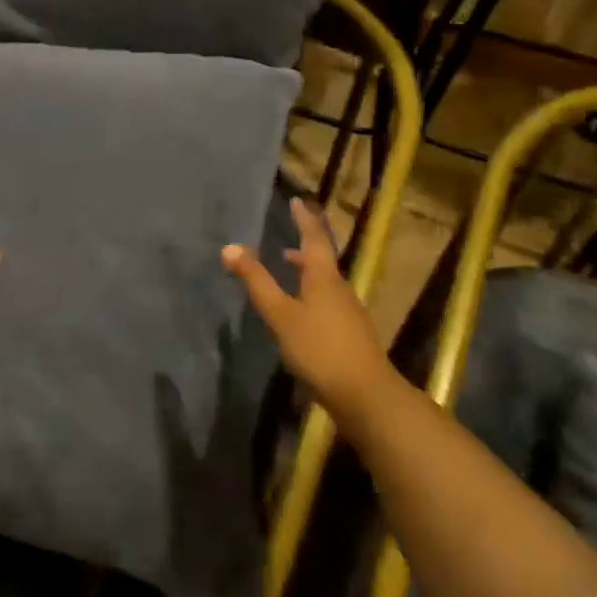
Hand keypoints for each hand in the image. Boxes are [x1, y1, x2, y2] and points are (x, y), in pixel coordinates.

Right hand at [222, 196, 392, 414]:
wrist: (366, 396)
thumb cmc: (320, 349)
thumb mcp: (281, 315)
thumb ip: (256, 282)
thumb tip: (230, 247)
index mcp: (324, 277)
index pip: (313, 238)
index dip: (304, 219)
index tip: (297, 201)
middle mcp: (340, 289)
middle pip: (321, 259)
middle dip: (304, 245)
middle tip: (288, 233)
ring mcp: (348, 313)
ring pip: (325, 282)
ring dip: (306, 271)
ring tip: (287, 269)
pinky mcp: (350, 335)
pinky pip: (327, 302)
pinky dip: (311, 294)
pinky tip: (300, 313)